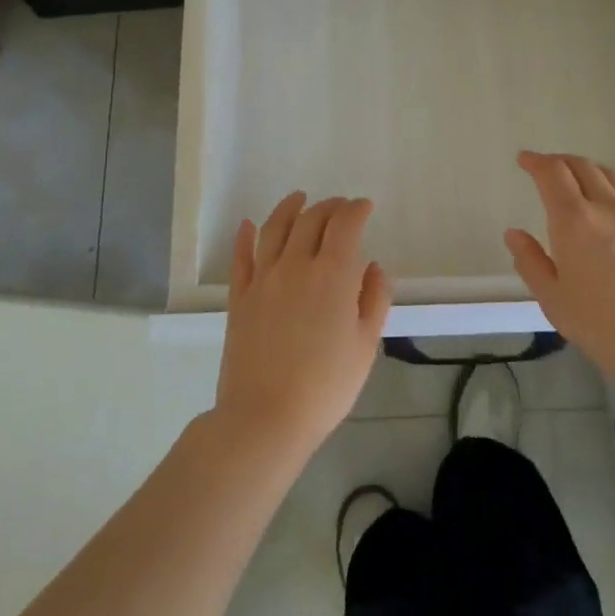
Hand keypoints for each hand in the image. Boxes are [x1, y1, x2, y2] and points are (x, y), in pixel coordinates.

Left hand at [214, 192, 393, 459]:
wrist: (265, 416)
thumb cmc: (326, 385)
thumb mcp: (365, 345)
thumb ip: (374, 299)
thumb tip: (374, 267)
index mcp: (333, 274)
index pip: (345, 225)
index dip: (356, 209)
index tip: (365, 206)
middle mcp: (296, 264)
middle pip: (311, 220)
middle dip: (330, 206)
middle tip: (340, 206)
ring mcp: (263, 278)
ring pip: (275, 228)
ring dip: (289, 208)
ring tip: (299, 198)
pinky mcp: (239, 296)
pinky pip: (241, 257)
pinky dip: (245, 236)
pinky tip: (248, 225)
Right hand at [504, 151, 614, 387]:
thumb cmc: (607, 328)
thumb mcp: (555, 302)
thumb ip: (531, 263)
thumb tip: (514, 234)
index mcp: (575, 221)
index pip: (552, 174)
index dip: (535, 162)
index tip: (524, 159)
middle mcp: (607, 208)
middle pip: (582, 166)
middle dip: (559, 161)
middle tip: (544, 168)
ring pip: (609, 176)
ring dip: (586, 169)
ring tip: (575, 180)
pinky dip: (608, 187)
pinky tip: (606, 209)